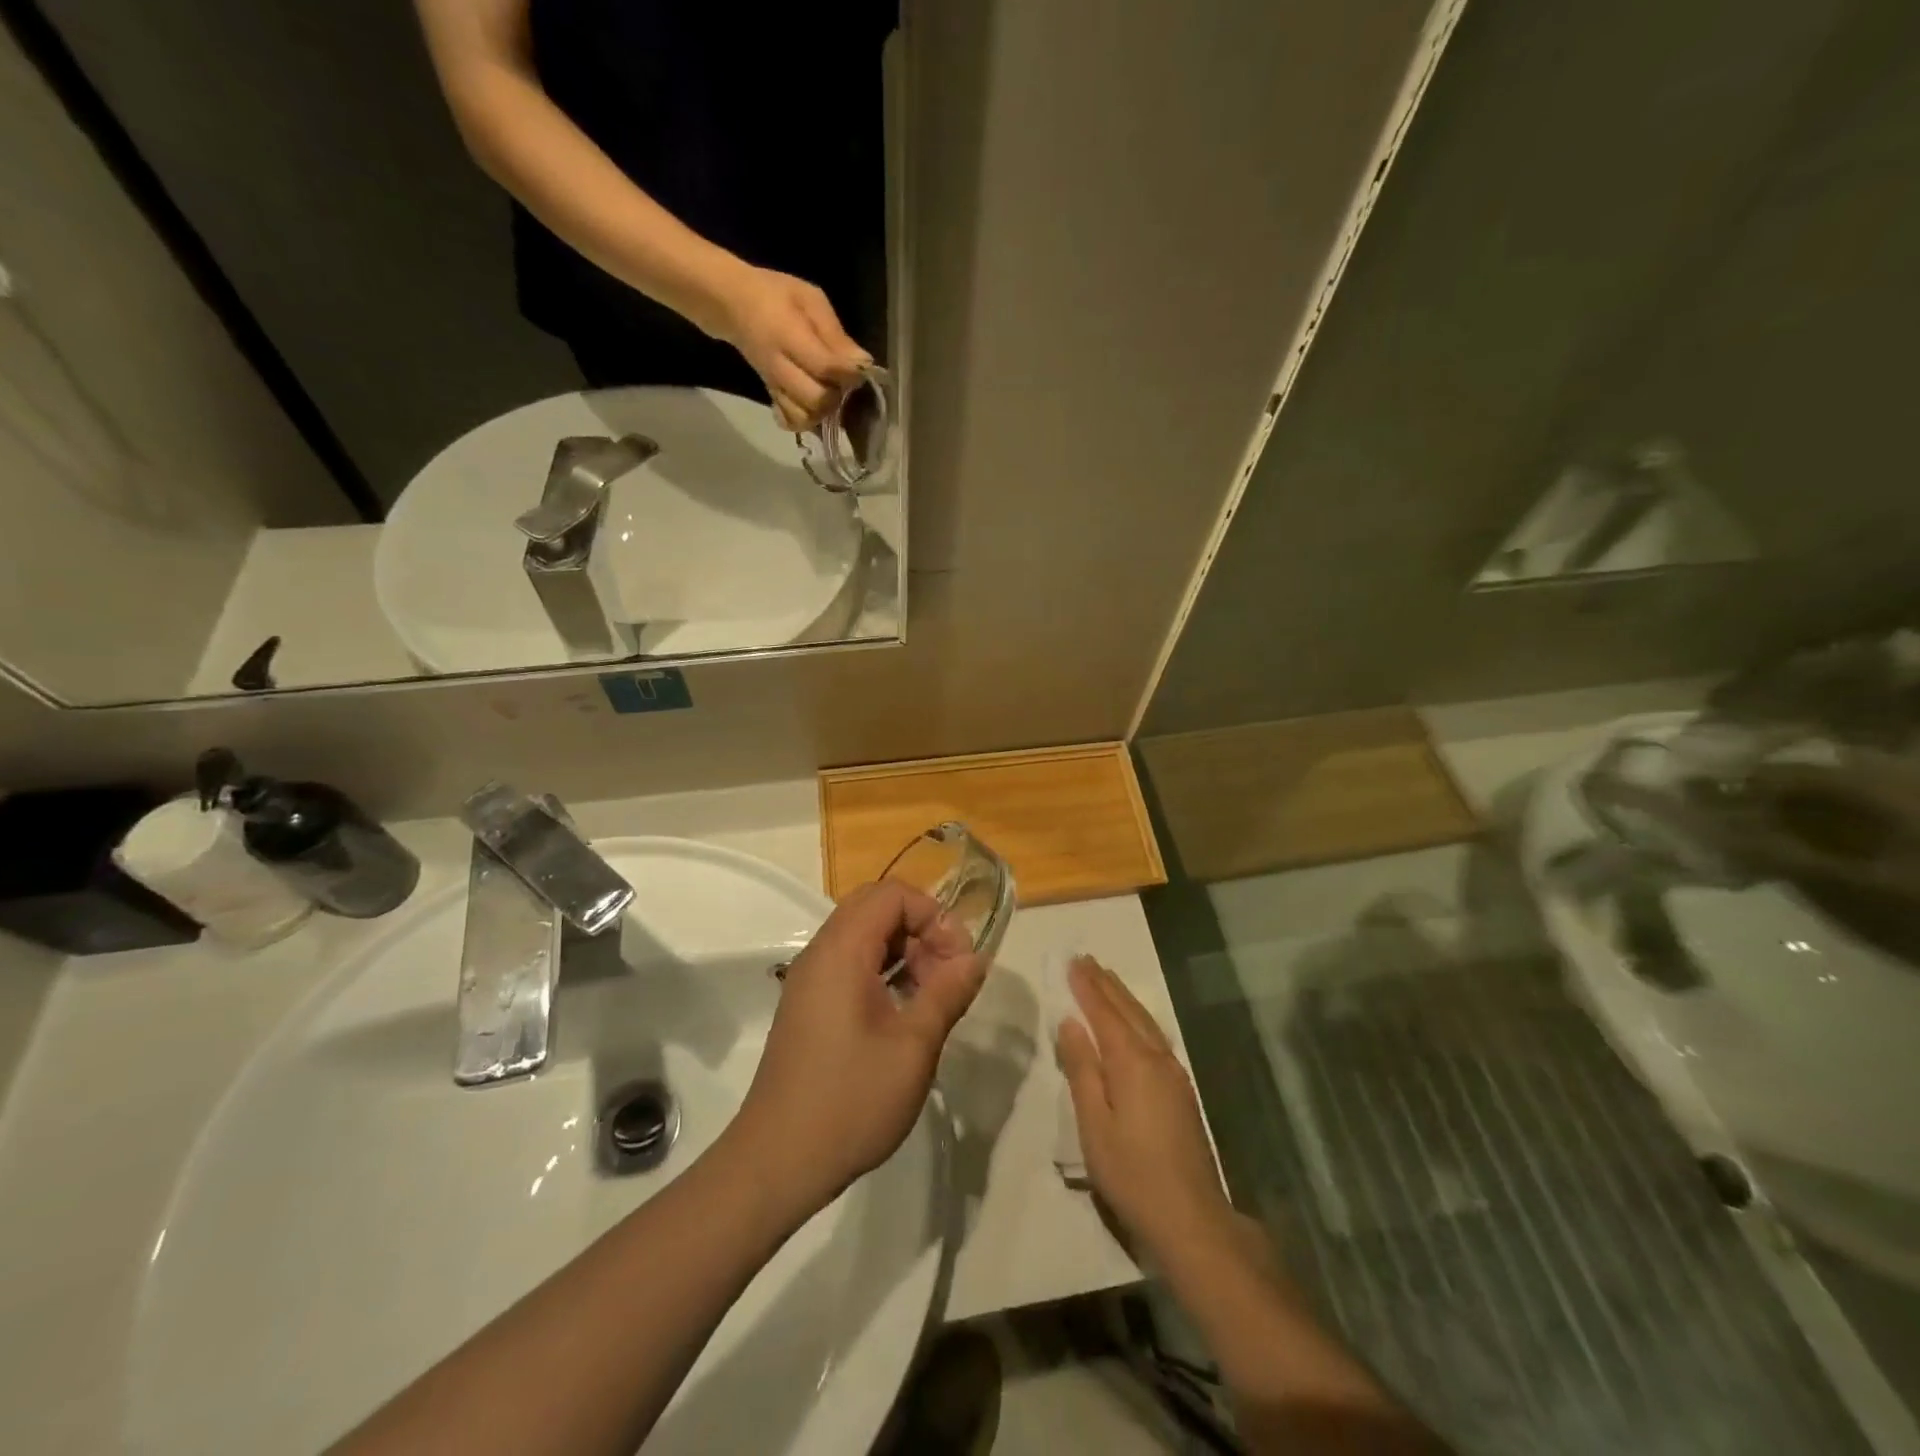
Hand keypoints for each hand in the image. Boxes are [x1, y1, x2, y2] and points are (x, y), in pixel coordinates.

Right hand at [711, 263, 869, 430]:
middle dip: (838, 394)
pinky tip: (811, 405)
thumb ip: (835, 333)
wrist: (733, 305)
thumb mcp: (810, 299)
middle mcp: (779, 367)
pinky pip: (791, 422)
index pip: (825, 367)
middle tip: (841, 379)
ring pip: (805, 417)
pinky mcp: (771, 396)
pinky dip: (805, 420)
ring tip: (827, 390)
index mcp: (788, 335)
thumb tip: (863, 363)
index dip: (849, 372)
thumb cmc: (776, 295)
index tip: (860, 366)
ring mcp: (774, 386)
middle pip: (817, 400)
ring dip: (824, 410)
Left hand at [733, 881, 984, 1219]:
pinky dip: (883, 971)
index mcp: (841, 951)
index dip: (933, 915)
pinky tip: (903, 1012)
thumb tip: (976, 958)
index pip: (892, 895)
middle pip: (876, 907)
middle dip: (920, 929)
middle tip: (946, 974)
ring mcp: (810, 979)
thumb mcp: (913, 1047)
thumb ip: (947, 993)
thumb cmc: (850, 1101)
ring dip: (903, 951)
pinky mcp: (808, 1004)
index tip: (958, 960)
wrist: (777, 1162)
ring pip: (863, 935)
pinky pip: (850, 963)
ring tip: (930, 996)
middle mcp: (820, 953)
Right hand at [1057, 957, 1244, 1268]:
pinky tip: (1134, 1020)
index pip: (1104, 1013)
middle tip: (1086, 959)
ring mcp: (1173, 1073)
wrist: (1191, 1218)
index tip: (1072, 961)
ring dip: (1122, 997)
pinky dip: (1137, 1017)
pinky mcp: (1181, 1090)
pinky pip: (1154, 1036)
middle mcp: (1156, 1058)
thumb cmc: (1132, 1173)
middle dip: (1105, 984)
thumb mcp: (1094, 1124)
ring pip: (1144, 1021)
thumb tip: (1070, 1023)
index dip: (1087, 987)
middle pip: (1127, 1011)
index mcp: (1132, 1062)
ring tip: (1106, 978)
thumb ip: (1082, 1069)